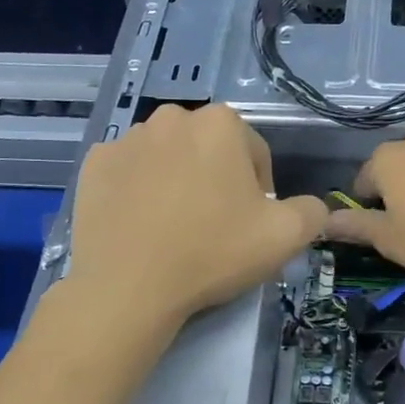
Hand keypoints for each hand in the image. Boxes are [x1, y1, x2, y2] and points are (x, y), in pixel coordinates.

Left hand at [66, 104, 325, 331]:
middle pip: (209, 151)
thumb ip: (312, 212)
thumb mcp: (286, 237)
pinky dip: (139, 191)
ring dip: (178, 182)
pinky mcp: (93, 164)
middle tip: (215, 227)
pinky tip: (142, 225)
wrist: (129, 286)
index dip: (260, 192)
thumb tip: (311, 207)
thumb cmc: (213, 252)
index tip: (251, 225)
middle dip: (217, 180)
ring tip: (176, 228)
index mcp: (221, 123)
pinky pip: (128, 173)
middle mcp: (171, 117)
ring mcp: (127, 139)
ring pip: (168, 158)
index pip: (255, 154)